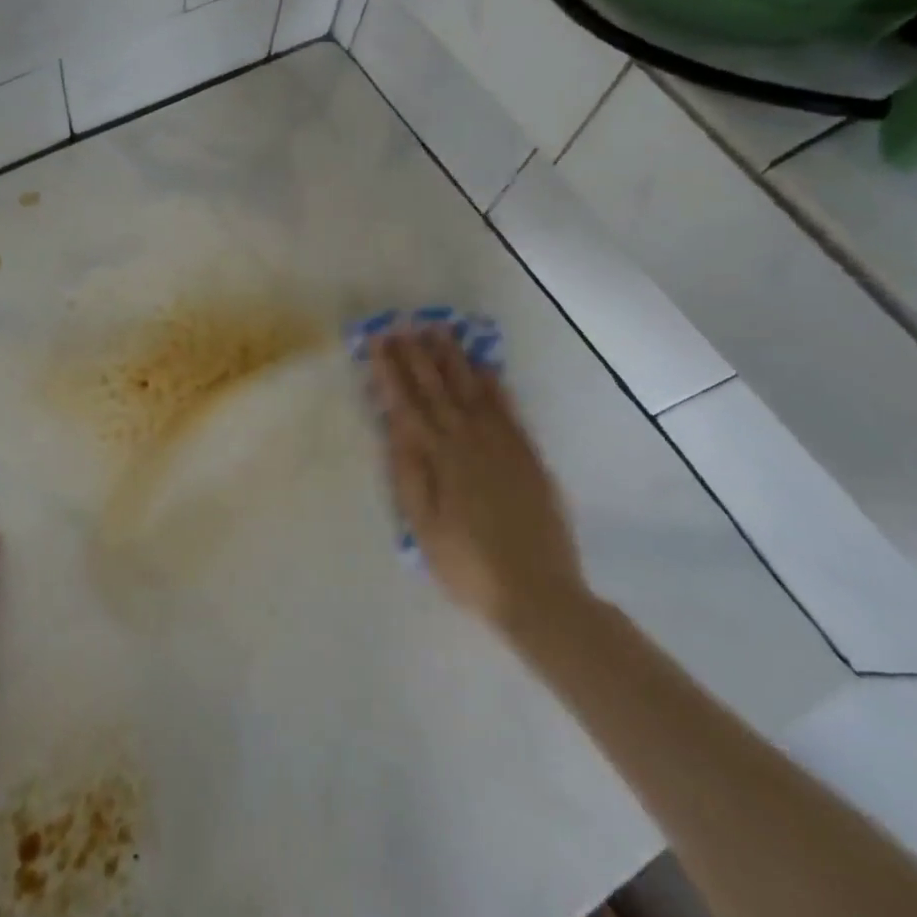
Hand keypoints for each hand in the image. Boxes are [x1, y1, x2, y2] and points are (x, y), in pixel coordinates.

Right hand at [371, 329, 587, 643]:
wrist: (538, 593)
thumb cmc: (468, 566)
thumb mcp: (423, 528)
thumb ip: (409, 475)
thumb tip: (395, 428)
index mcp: (439, 459)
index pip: (408, 404)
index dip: (390, 371)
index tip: (377, 341)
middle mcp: (470, 442)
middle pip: (439, 389)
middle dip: (418, 355)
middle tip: (403, 323)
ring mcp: (503, 445)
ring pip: (474, 390)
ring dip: (455, 359)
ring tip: (440, 331)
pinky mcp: (528, 456)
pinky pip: (509, 409)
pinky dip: (495, 385)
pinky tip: (485, 368)